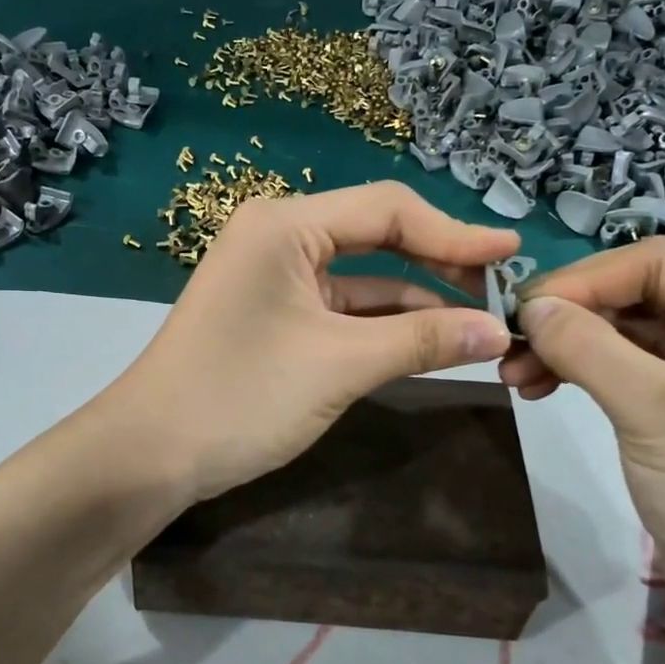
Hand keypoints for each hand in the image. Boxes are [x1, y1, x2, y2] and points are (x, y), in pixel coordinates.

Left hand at [105, 183, 516, 504]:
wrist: (151, 453)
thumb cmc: (241, 396)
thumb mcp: (340, 364)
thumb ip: (423, 341)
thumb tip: (499, 331)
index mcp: (285, 224)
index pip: (388, 210)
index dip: (455, 232)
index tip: (513, 255)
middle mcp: (279, 237)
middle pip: (377, 238)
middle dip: (439, 266)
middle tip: (500, 294)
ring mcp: (275, 279)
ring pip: (363, 280)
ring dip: (416, 303)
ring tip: (480, 325)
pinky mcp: (275, 317)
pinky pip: (342, 310)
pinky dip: (384, 327)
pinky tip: (432, 344)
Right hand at [499, 238, 664, 646]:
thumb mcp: (654, 411)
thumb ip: (586, 347)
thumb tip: (527, 307)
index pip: (657, 264)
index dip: (583, 280)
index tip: (520, 312)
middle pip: (640, 295)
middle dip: (571, 318)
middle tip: (510, 349)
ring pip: (630, 334)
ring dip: (570, 347)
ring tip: (517, 377)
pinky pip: (632, 370)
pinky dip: (586, 374)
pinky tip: (544, 389)